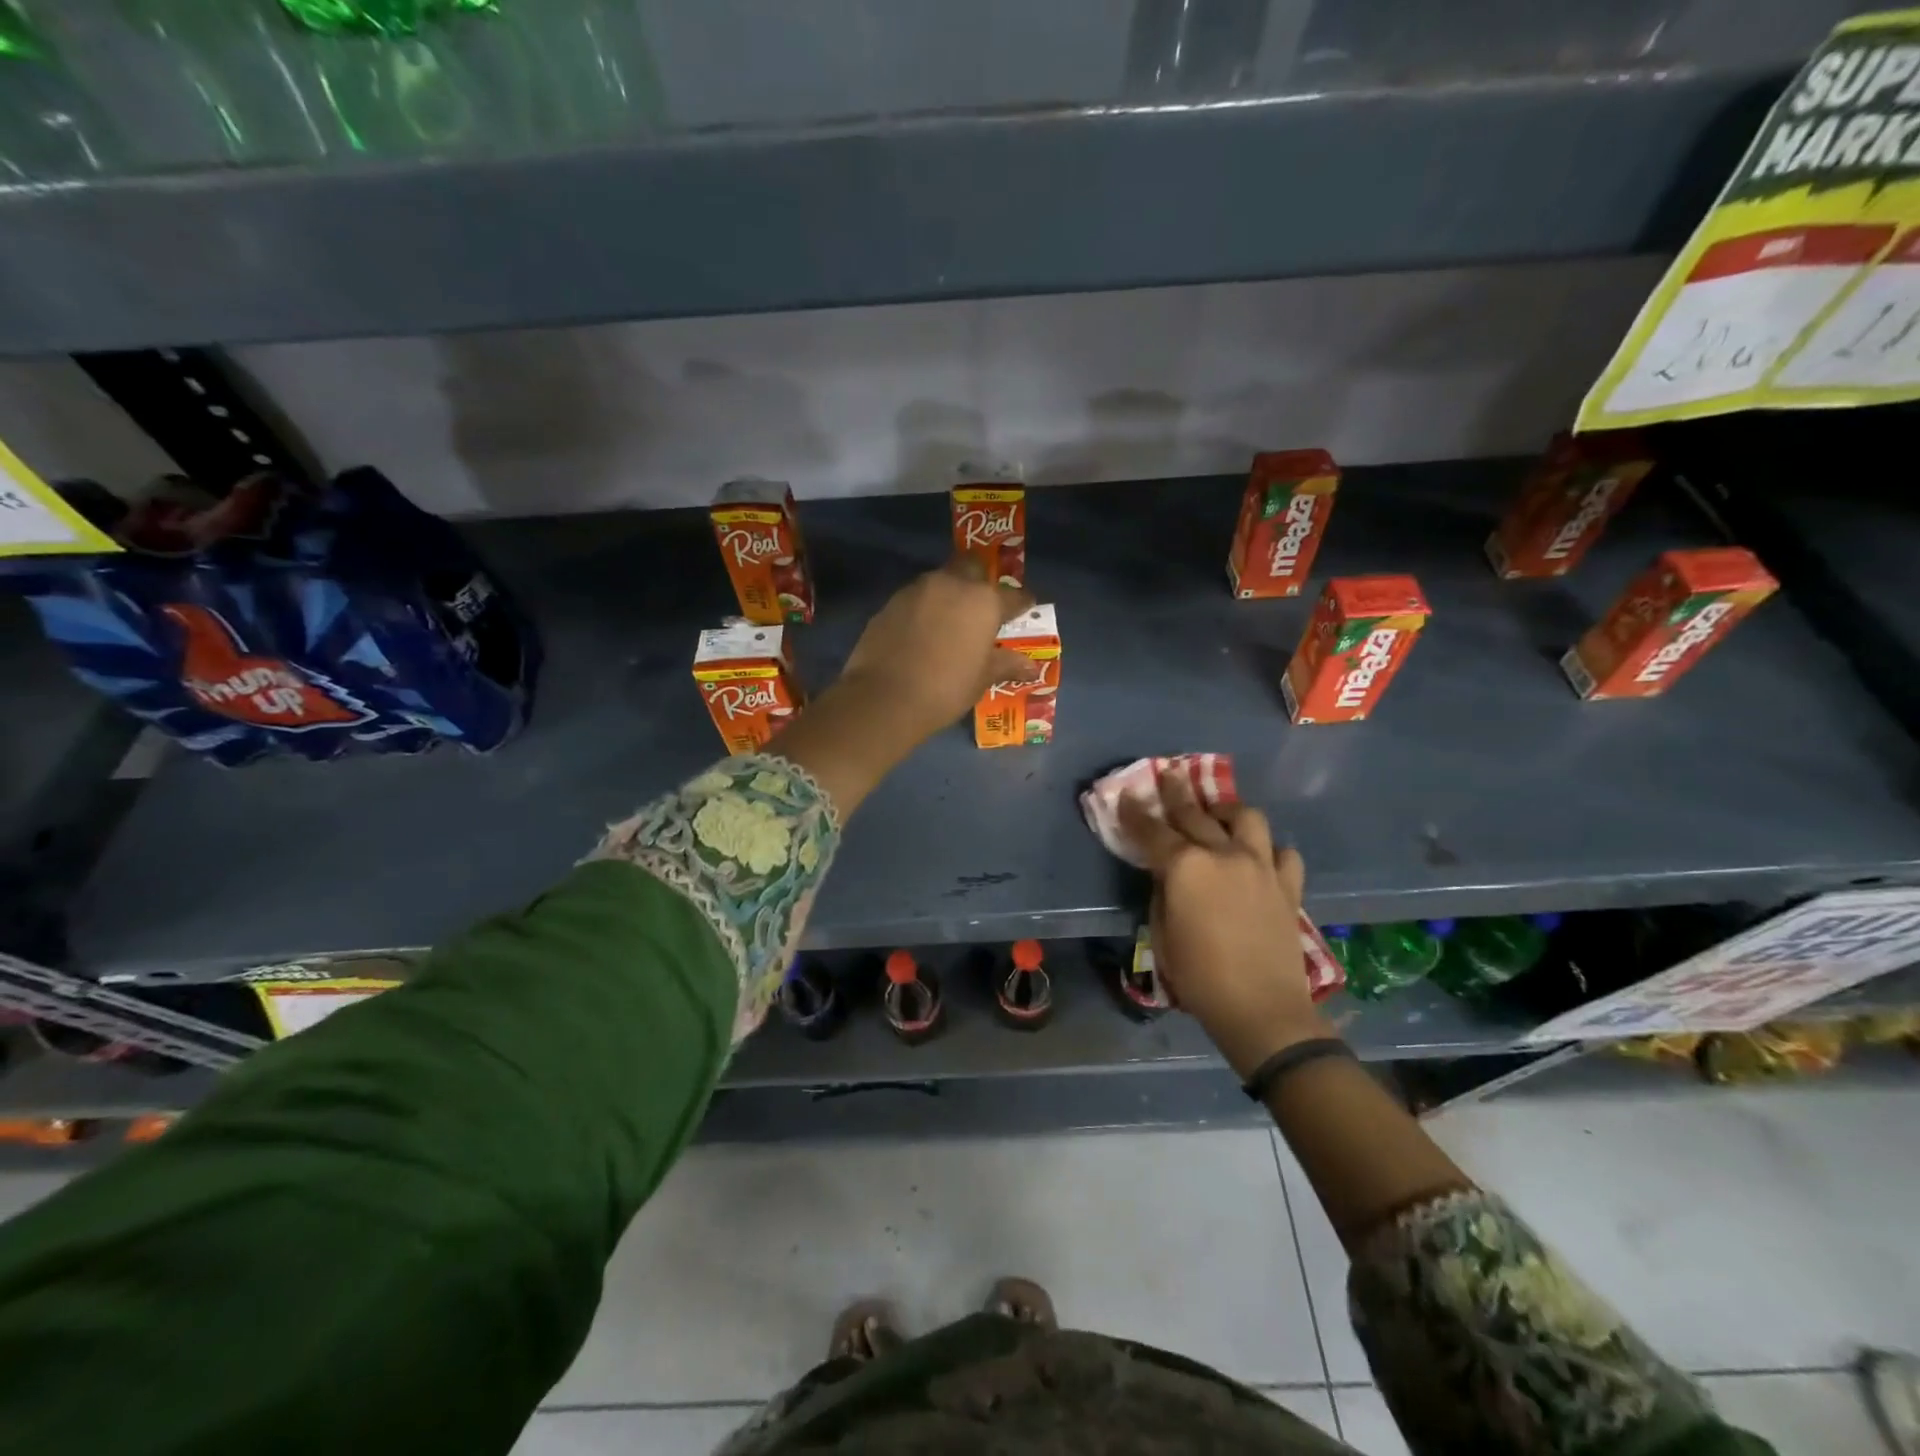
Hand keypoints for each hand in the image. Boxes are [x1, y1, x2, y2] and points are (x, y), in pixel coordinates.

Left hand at [837, 556, 1038, 737]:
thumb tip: (1031, 667)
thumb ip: (1007, 664)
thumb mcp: (982, 678)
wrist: (885, 697)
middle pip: (972, 568)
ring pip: (940, 581)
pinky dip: (924, 609)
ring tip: (951, 621)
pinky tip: (922, 632)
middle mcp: (951, 584)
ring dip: (949, 594)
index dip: (1022, 603)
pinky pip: (916, 599)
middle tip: (983, 606)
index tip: (1025, 609)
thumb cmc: (946, 688)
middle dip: (980, 581)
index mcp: (983, 601)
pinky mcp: (890, 603)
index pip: (1013, 595)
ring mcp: (917, 590)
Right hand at [1120, 768, 1327, 1077]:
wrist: (1261, 1009)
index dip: (1135, 813)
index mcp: (1186, 867)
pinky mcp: (1287, 886)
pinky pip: (1283, 853)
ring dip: (1228, 811)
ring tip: (1218, 813)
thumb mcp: (1161, 933)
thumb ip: (1162, 892)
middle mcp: (1224, 854)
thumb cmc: (1198, 976)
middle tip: (1169, 776)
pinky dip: (1269, 849)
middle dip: (1177, 793)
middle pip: (1196, 814)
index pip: (1153, 830)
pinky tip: (1259, 856)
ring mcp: (1260, 866)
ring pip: (1247, 819)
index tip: (1126, 795)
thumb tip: (1167, 874)